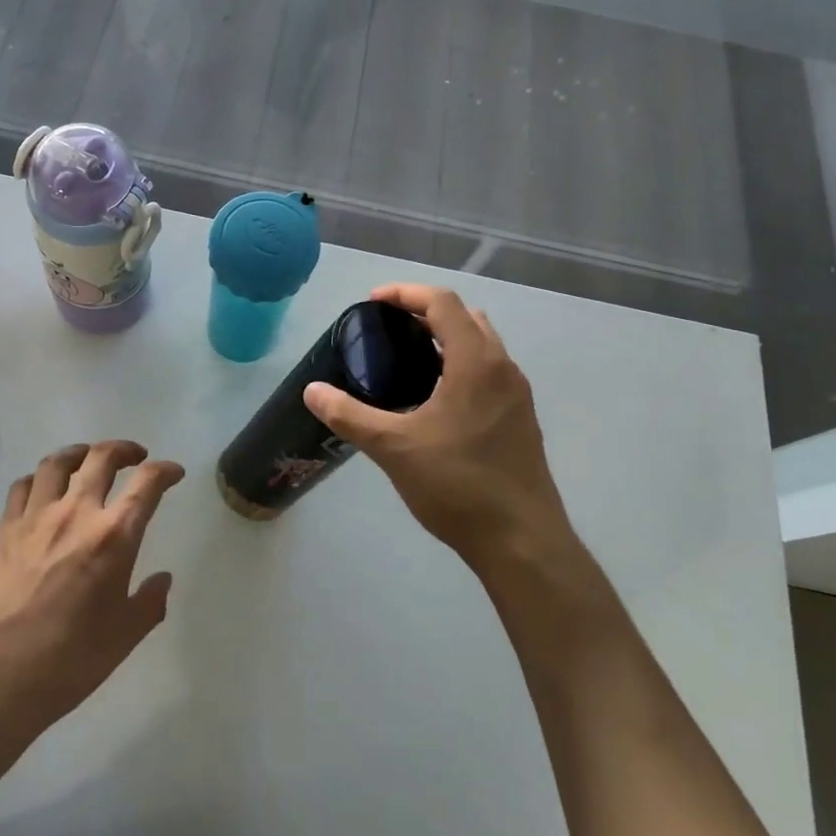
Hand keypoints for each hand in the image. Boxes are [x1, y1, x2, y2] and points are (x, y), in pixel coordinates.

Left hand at [0, 441, 183, 729]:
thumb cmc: (70, 660)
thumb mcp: (125, 636)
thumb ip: (150, 602)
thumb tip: (162, 580)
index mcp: (114, 536)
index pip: (148, 484)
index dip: (166, 471)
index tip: (174, 473)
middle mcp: (77, 512)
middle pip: (102, 457)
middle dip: (124, 449)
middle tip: (135, 457)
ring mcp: (37, 517)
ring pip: (58, 462)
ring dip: (80, 453)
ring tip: (89, 458)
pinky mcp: (6, 530)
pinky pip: (22, 486)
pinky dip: (38, 478)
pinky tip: (43, 488)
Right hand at [304, 284, 574, 569]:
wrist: (522, 542)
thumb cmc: (458, 486)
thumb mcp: (394, 448)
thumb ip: (350, 415)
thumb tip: (312, 391)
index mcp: (476, 363)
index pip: (443, 303)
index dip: (405, 293)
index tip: (372, 304)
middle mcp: (503, 369)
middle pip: (466, 317)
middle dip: (426, 311)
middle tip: (389, 328)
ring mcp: (517, 395)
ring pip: (482, 345)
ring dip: (446, 338)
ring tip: (407, 359)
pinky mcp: (520, 419)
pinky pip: (489, 372)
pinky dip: (460, 364)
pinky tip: (434, 399)